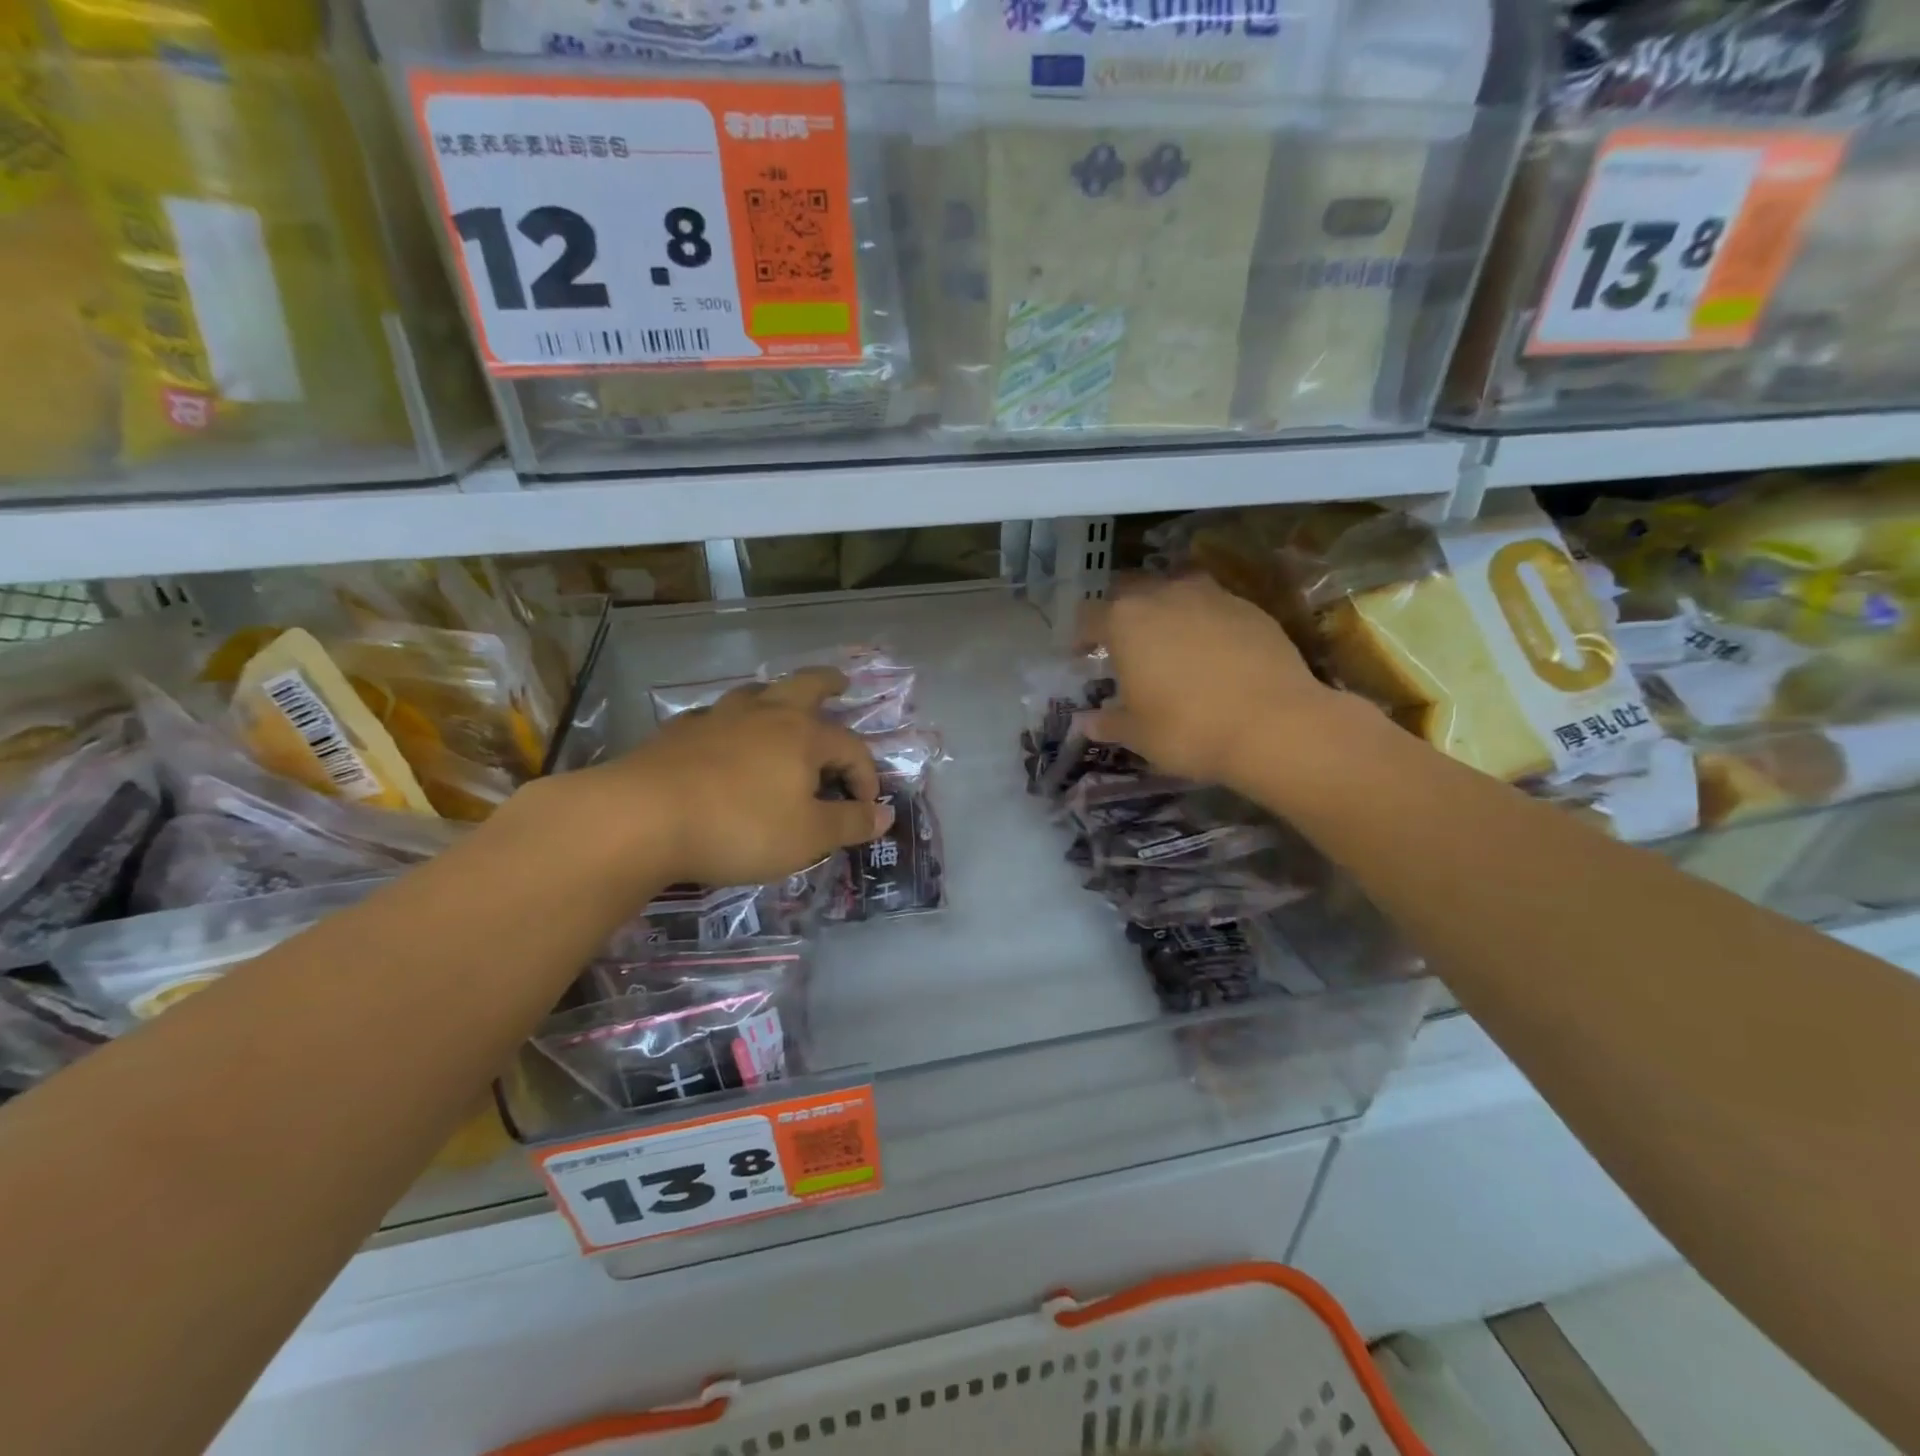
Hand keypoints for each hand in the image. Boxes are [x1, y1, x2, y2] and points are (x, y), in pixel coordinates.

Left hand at [582, 667, 890, 887]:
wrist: (642, 818)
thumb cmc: (740, 827)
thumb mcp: (807, 837)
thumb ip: (850, 824)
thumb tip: (885, 814)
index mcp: (803, 736)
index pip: (851, 748)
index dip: (866, 776)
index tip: (866, 808)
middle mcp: (764, 716)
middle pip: (803, 686)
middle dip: (827, 683)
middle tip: (840, 681)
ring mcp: (717, 719)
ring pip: (754, 694)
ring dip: (774, 695)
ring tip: (779, 703)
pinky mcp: (678, 734)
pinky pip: (713, 717)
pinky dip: (728, 722)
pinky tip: (720, 736)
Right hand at [1085, 575, 1344, 793]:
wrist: (1274, 725)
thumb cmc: (1187, 729)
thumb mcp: (1137, 734)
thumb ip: (1108, 722)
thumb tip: (1086, 722)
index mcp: (1125, 621)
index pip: (1089, 616)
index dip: (1082, 636)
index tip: (1083, 655)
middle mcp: (1164, 595)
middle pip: (1131, 591)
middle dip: (1122, 613)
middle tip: (1125, 644)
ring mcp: (1211, 596)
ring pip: (1176, 589)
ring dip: (1166, 608)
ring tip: (1170, 638)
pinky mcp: (1250, 607)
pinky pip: (1215, 605)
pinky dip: (1205, 621)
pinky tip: (1213, 650)